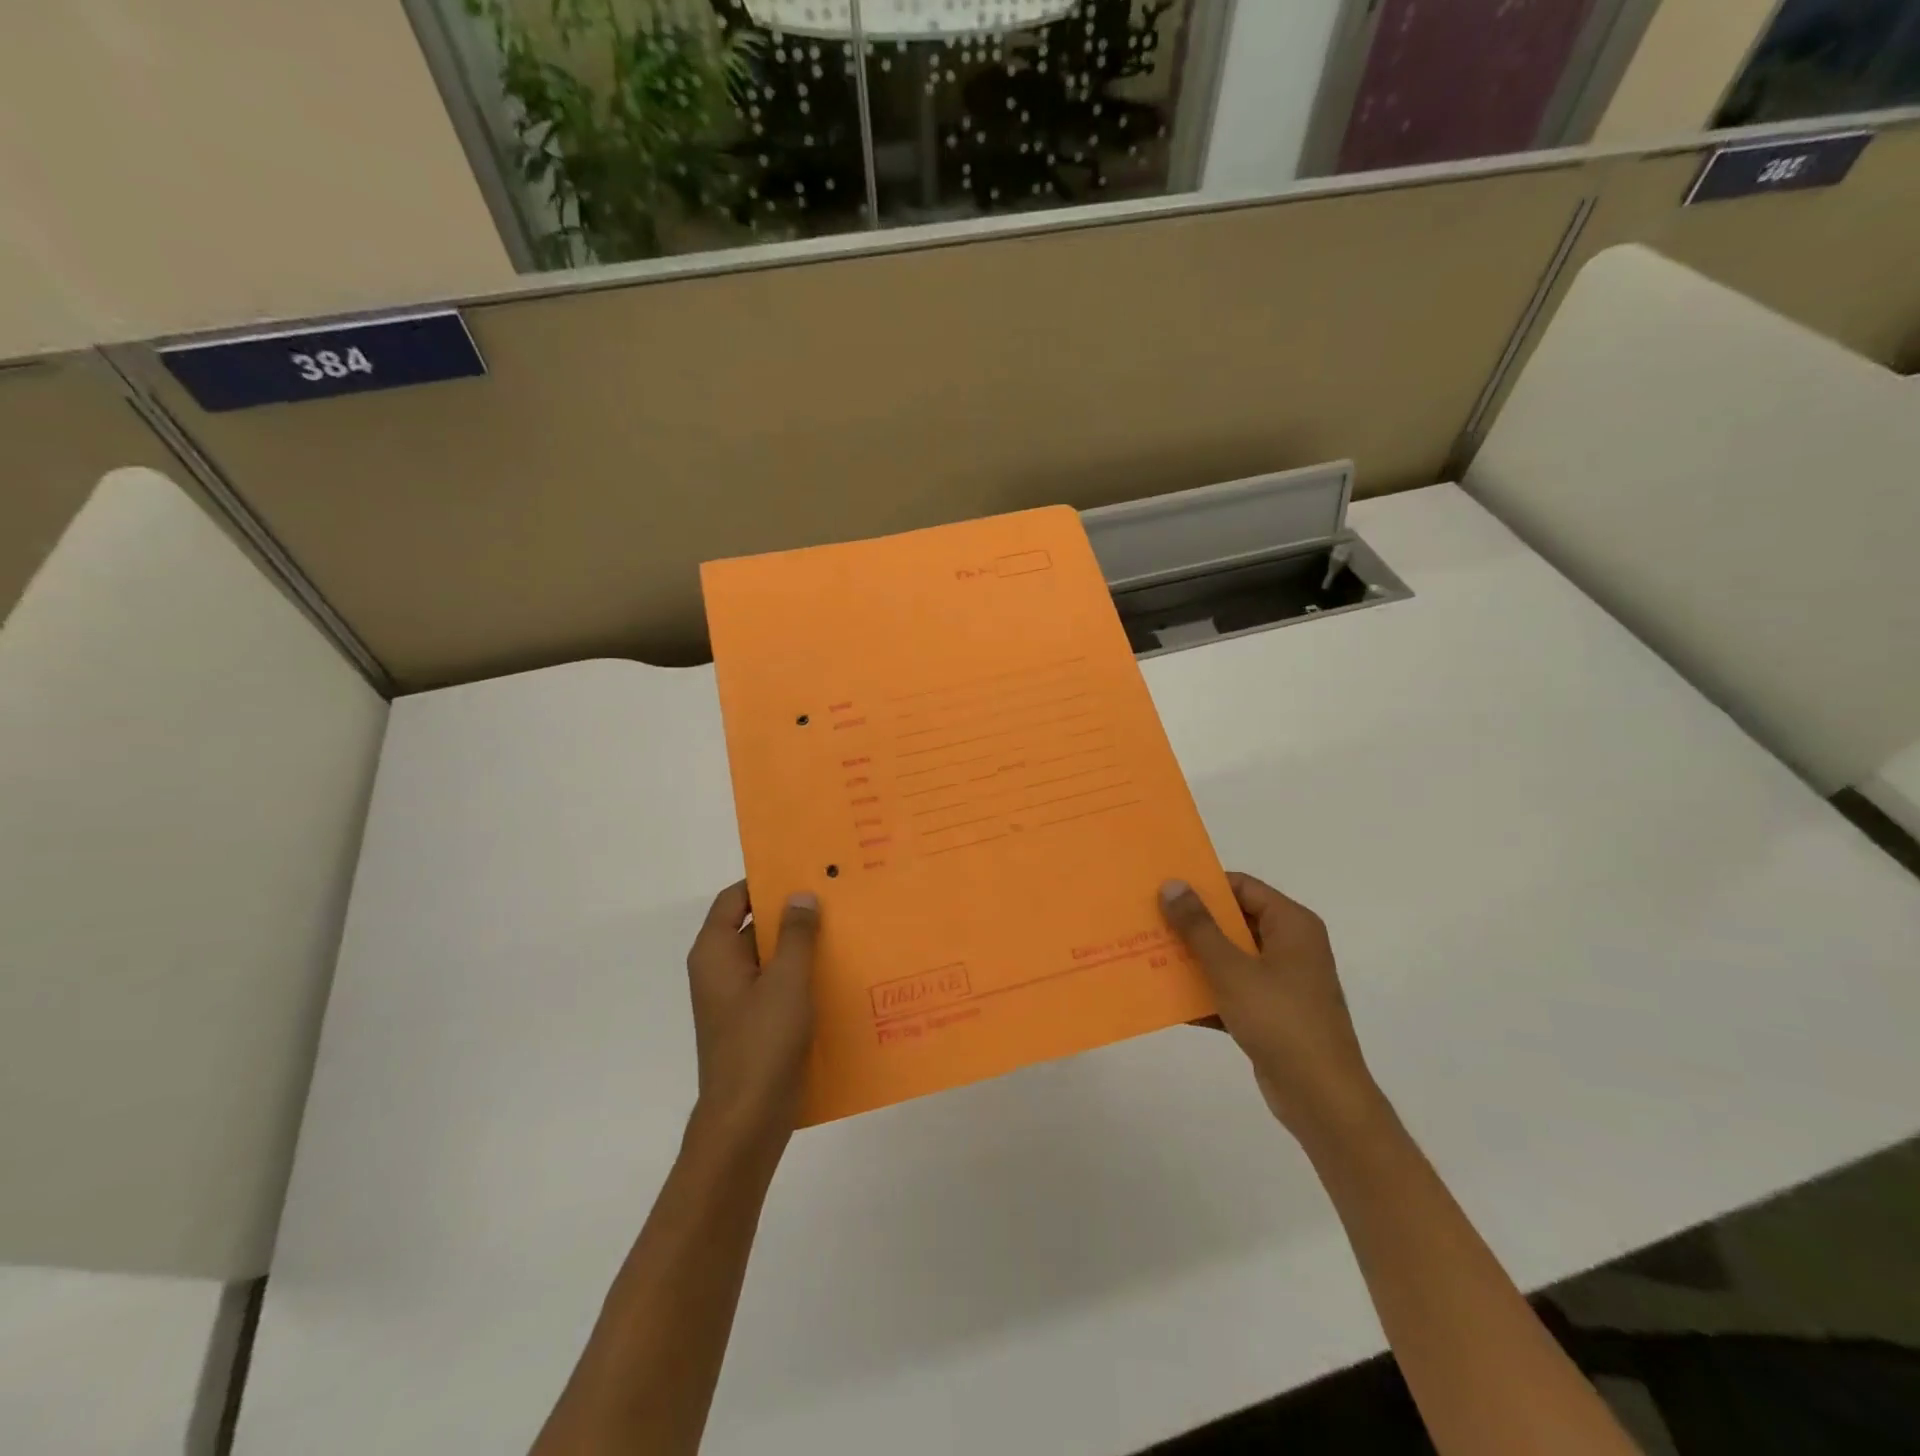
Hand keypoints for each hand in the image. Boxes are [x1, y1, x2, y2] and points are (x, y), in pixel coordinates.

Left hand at [685, 882, 819, 1148]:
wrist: (746, 1122)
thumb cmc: (761, 1043)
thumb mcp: (786, 981)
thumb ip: (795, 934)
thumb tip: (800, 894)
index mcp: (714, 953)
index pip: (733, 899)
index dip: (763, 882)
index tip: (802, 869)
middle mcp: (719, 971)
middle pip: (752, 927)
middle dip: (791, 913)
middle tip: (834, 896)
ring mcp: (736, 1000)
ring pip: (769, 958)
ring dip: (801, 946)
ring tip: (845, 930)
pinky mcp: (753, 1024)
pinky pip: (777, 986)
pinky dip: (801, 976)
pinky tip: (838, 974)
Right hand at [1160, 873, 1380, 1142]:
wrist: (1321, 1098)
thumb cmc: (1279, 1020)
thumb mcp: (1231, 968)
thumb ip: (1199, 926)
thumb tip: (1173, 884)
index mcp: (1291, 925)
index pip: (1242, 887)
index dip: (1204, 886)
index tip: (1164, 890)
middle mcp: (1291, 947)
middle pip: (1234, 922)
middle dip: (1192, 924)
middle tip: (1149, 921)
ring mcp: (1283, 982)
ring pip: (1230, 958)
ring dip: (1194, 959)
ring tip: (1150, 955)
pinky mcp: (1272, 1014)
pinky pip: (1233, 991)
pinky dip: (1206, 993)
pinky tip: (1168, 1000)